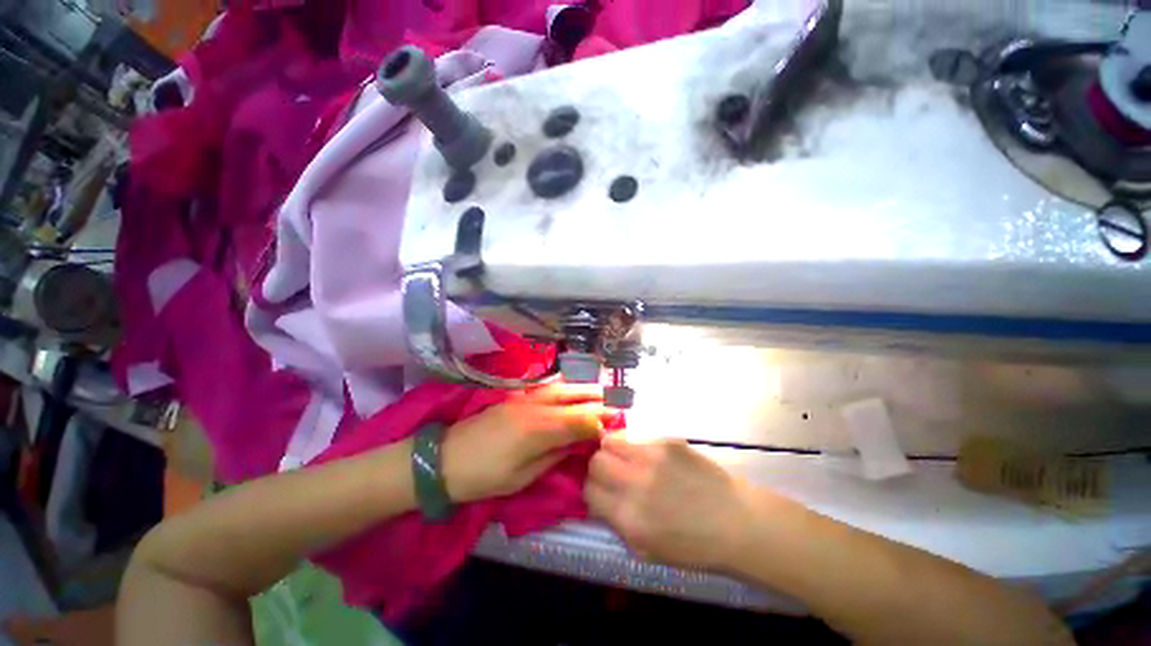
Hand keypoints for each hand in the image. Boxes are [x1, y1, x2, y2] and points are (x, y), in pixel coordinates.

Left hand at [442, 384, 610, 502]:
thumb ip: (553, 456)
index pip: (578, 420)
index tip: (616, 423)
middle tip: (616, 401)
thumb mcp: (522, 477)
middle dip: (596, 399)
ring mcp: (523, 399)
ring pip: (560, 388)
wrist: (444, 459)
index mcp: (538, 430)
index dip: (599, 421)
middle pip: (572, 398)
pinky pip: (546, 387)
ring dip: (582, 388)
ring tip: (600, 389)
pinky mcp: (515, 398)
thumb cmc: (484, 476)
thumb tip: (577, 444)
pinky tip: (570, 384)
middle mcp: (534, 408)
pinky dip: (563, 384)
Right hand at [584, 436, 757, 569]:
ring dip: (613, 452)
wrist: (736, 521)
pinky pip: (638, 439)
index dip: (592, 491)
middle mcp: (636, 483)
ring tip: (626, 461)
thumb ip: (617, 524)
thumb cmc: (693, 546)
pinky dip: (638, 449)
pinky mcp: (667, 442)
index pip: (589, 491)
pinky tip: (655, 460)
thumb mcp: (647, 551)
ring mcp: (652, 457)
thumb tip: (598, 500)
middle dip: (597, 468)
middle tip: (611, 474)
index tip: (600, 492)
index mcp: (629, 517)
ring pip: (611, 441)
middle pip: (595, 461)